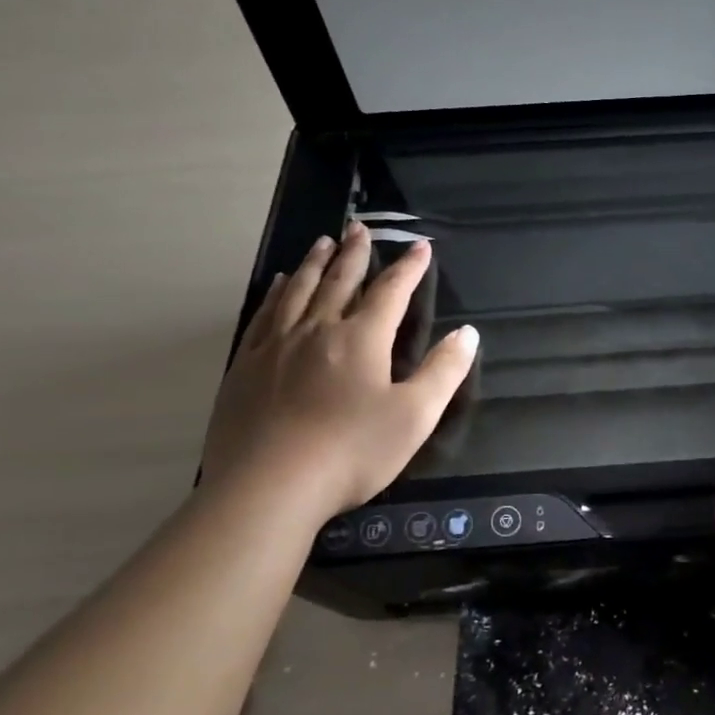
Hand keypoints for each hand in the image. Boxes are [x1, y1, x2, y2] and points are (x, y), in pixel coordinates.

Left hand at [201, 223, 478, 520]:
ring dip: (315, 264)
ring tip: (324, 243)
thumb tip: (467, 334)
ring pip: (299, 291)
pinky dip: (277, 293)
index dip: (408, 268)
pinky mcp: (246, 366)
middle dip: (356, 253)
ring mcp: (276, 346)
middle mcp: (317, 330)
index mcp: (361, 339)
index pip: (391, 292)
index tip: (420, 246)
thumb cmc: (352, 452)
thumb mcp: (415, 416)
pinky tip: (278, 286)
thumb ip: (444, 371)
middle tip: (360, 227)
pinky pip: (265, 315)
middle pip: (340, 281)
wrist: (269, 487)